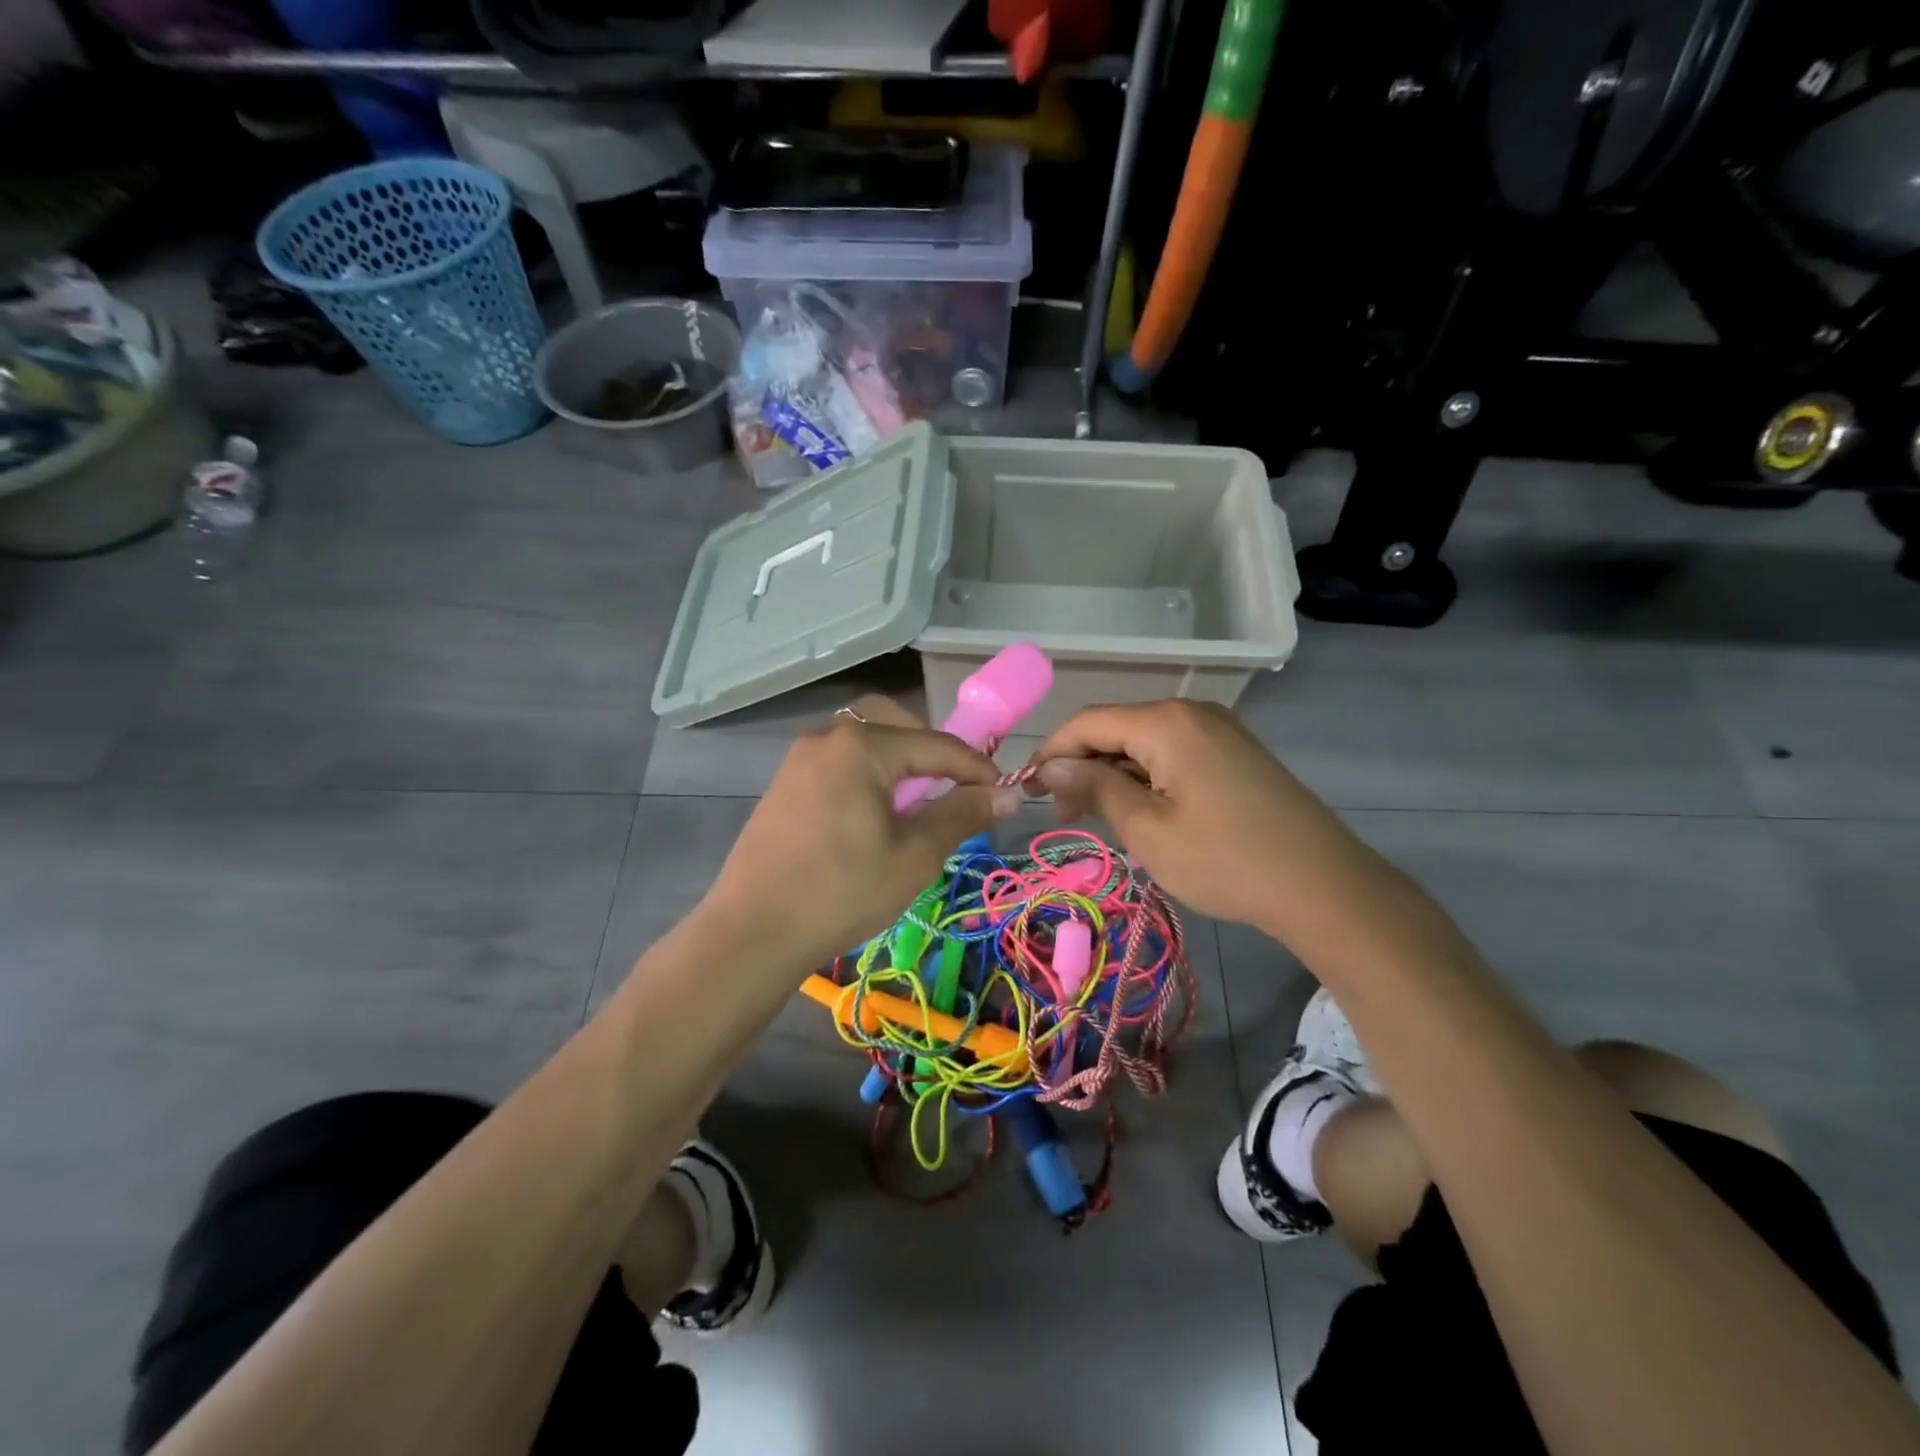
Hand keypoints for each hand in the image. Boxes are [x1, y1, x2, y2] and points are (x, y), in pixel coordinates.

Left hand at [701, 697, 1024, 971]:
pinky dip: (868, 774)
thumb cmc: (841, 893)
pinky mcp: (785, 784)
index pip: (937, 744)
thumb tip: (1009, 794)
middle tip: (952, 790)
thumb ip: (962, 815)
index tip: (1004, 792)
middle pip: (895, 724)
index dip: (976, 768)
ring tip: (915, 806)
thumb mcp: (914, 856)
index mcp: (862, 747)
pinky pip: (840, 761)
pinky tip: (874, 815)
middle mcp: (828, 737)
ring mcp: (800, 759)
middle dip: (931, 751)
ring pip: (865, 741)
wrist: (752, 932)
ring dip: (898, 762)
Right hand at [1028, 700, 1332, 930]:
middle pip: (1115, 728)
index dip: (1051, 754)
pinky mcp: (1235, 753)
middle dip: (1082, 767)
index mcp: (1167, 722)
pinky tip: (1143, 814)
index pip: (1087, 722)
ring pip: (1143, 743)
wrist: (1324, 887)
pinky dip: (1146, 778)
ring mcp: (1219, 730)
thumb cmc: (1226, 860)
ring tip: (1102, 821)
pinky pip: (1173, 754)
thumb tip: (1048, 766)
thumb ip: (1094, 788)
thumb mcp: (1147, 829)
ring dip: (1113, 775)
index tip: (1025, 792)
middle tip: (1066, 817)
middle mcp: (1192, 712)